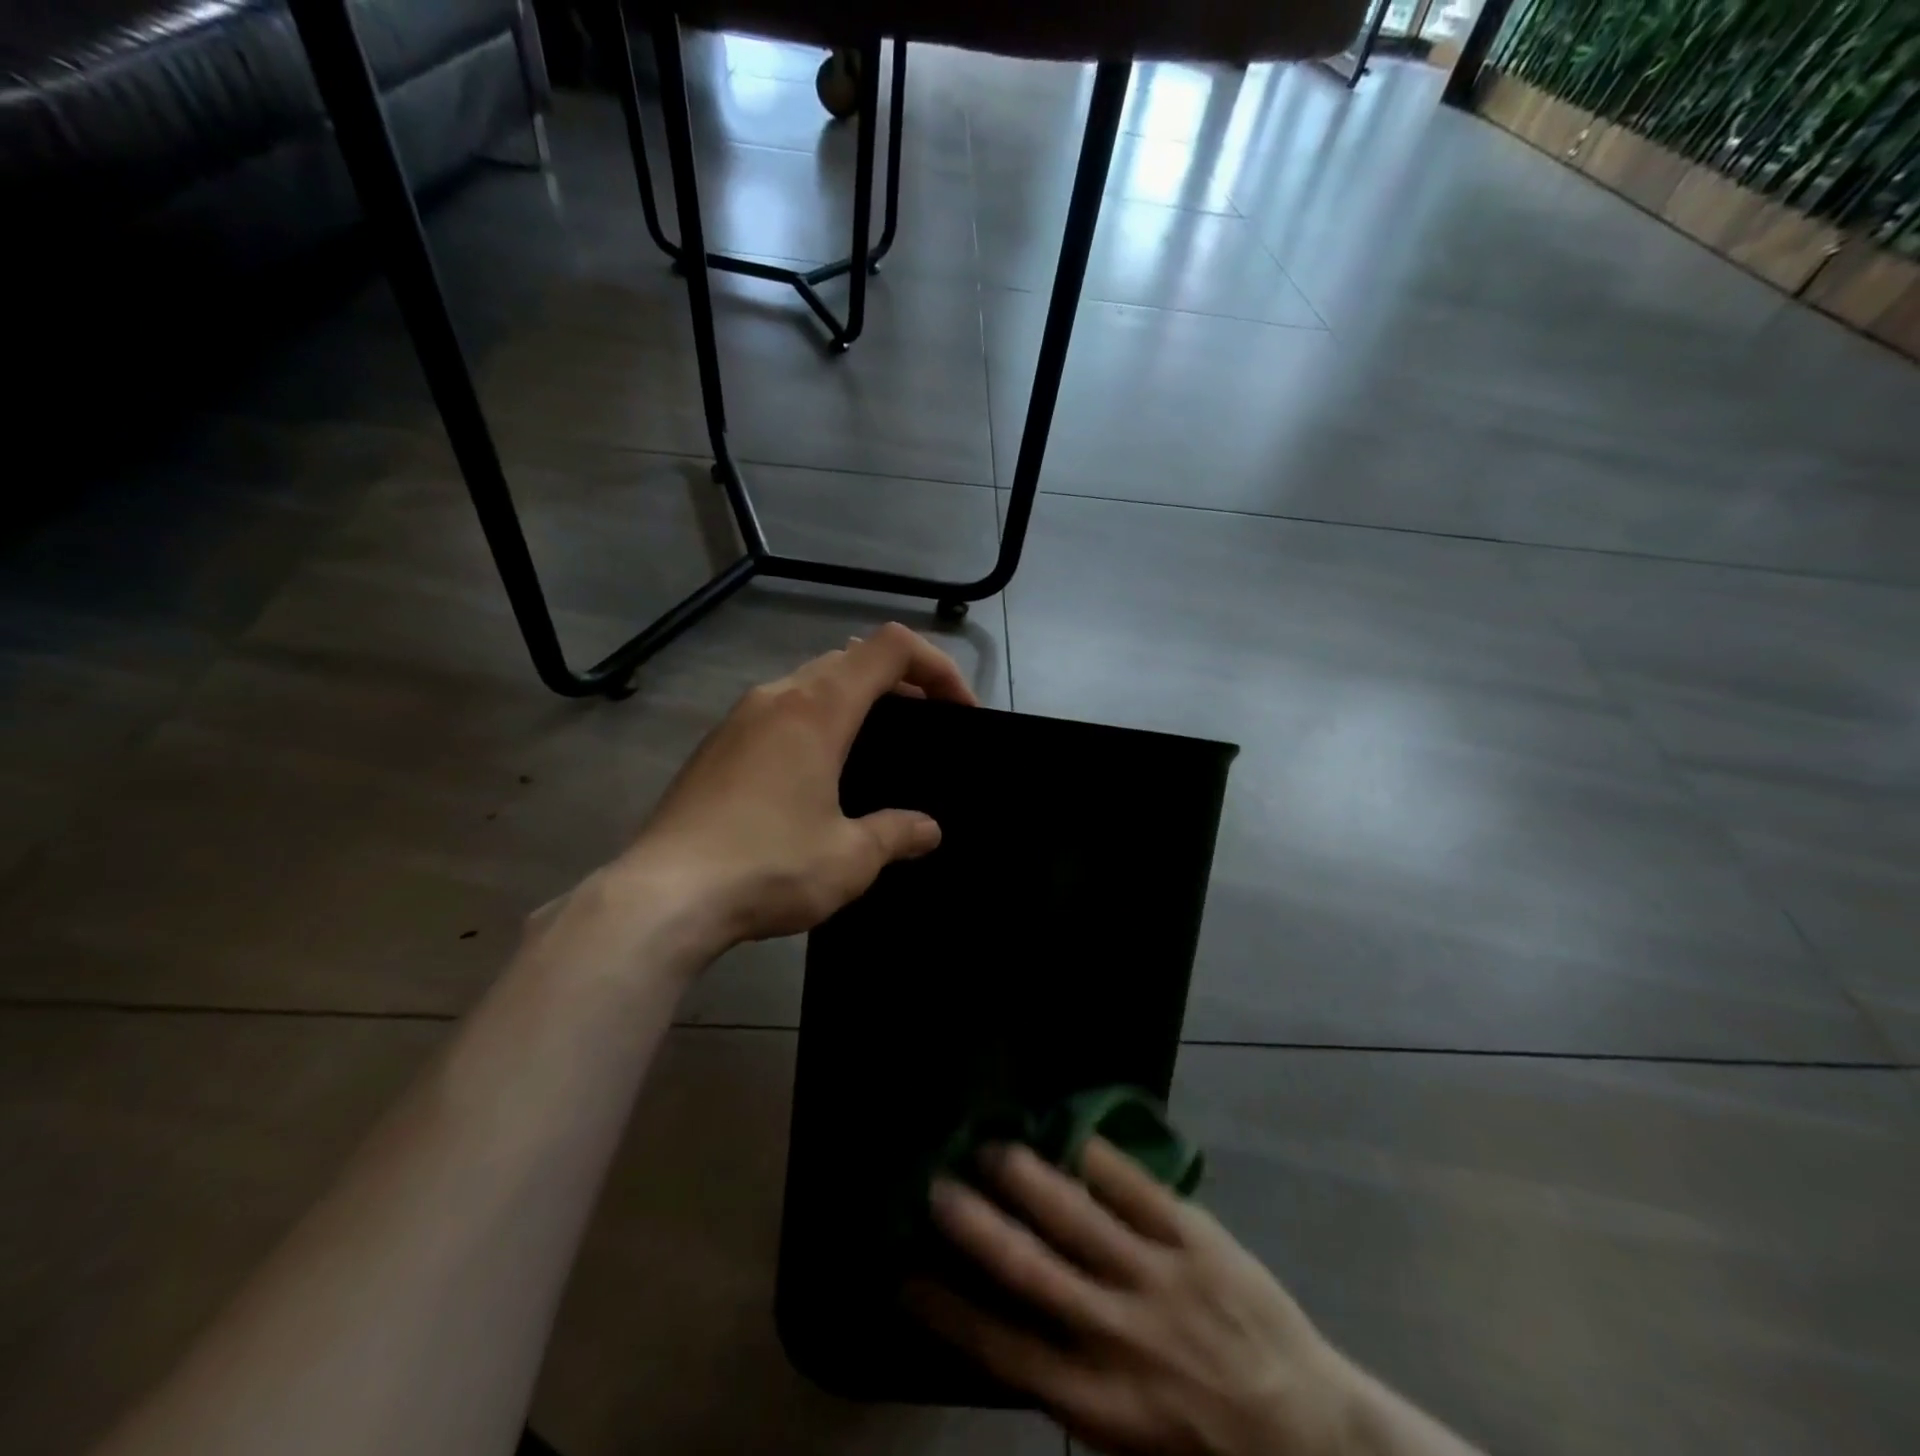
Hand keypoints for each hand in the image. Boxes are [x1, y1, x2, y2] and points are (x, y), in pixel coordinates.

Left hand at [619, 622, 977, 951]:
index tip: (960, 711)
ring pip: (812, 682)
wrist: (661, 897)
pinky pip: (780, 711)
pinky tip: (818, 775)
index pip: (891, 648)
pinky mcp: (716, 746)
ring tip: (877, 748)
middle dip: (900, 683)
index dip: (937, 666)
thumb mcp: (849, 857)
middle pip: (852, 659)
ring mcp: (740, 718)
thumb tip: (927, 830)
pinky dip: (816, 721)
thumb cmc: (768, 865)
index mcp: (818, 708)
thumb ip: (896, 834)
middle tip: (926, 728)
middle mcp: (778, 696)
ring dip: (855, 700)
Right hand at [913, 1140, 1356, 1455]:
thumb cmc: (1213, 1450)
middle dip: (976, 1227)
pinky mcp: (1195, 1239)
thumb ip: (1074, 1396)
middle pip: (1031, 1271)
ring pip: (1077, 1217)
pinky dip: (1098, 1158)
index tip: (907, 1275)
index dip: (949, 1311)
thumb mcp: (1133, 1450)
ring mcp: (1158, 1278)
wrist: (1315, 1436)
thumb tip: (1014, 1339)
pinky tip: (1069, 1131)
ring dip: (1028, 1179)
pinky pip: (1137, 1188)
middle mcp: (1118, 1335)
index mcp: (1098, 1403)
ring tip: (991, 1146)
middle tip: (935, 1187)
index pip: (1003, 1350)